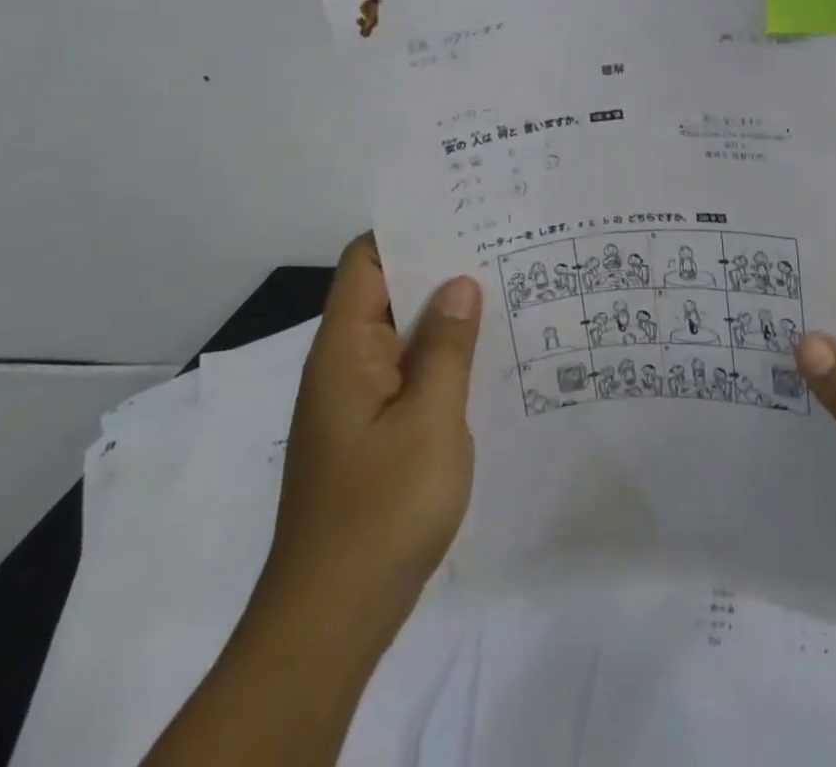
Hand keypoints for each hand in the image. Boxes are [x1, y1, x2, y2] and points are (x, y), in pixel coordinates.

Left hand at [265, 234, 481, 634]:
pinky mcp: (370, 433)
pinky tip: (485, 357)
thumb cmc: (382, 510)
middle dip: (438, 269)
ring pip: (401, 336)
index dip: (409, 231)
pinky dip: (440, 357)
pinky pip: (407, 374)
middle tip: (501, 246)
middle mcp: (343, 365)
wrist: (332, 620)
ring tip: (504, 290)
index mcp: (345, 349)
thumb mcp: (430, 420)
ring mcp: (356, 402)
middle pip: (386, 293)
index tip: (462, 214)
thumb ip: (448, 346)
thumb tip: (460, 283)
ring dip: (444, 316)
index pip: (366, 261)